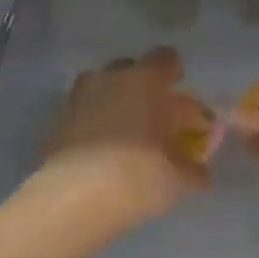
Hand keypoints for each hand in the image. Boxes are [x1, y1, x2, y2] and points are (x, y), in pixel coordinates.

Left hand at [37, 47, 213, 226]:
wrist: (76, 199)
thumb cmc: (140, 175)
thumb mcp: (180, 178)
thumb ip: (194, 169)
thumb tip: (202, 172)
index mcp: (146, 81)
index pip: (165, 58)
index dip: (175, 73)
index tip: (180, 92)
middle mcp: (110, 80)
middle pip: (129, 69)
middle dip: (142, 86)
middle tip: (154, 115)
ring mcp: (78, 99)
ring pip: (100, 89)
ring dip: (113, 102)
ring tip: (125, 131)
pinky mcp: (57, 124)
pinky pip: (82, 114)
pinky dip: (92, 125)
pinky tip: (101, 152)